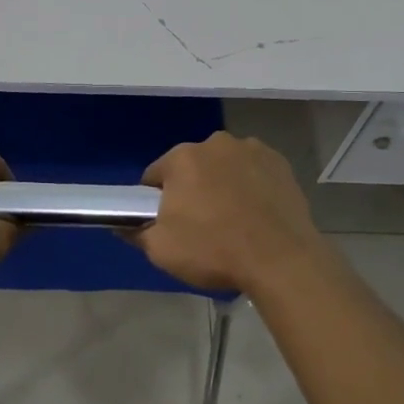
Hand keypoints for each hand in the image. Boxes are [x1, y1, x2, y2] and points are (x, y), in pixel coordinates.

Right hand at [137, 133, 322, 295]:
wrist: (282, 261)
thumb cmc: (215, 251)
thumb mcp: (161, 250)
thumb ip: (135, 231)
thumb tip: (121, 223)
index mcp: (182, 158)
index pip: (155, 176)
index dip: (155, 201)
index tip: (166, 223)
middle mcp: (214, 143)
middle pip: (192, 167)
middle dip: (192, 189)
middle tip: (200, 225)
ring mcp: (250, 149)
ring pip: (224, 166)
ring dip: (222, 184)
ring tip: (233, 220)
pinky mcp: (279, 162)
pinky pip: (253, 170)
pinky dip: (251, 185)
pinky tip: (257, 213)